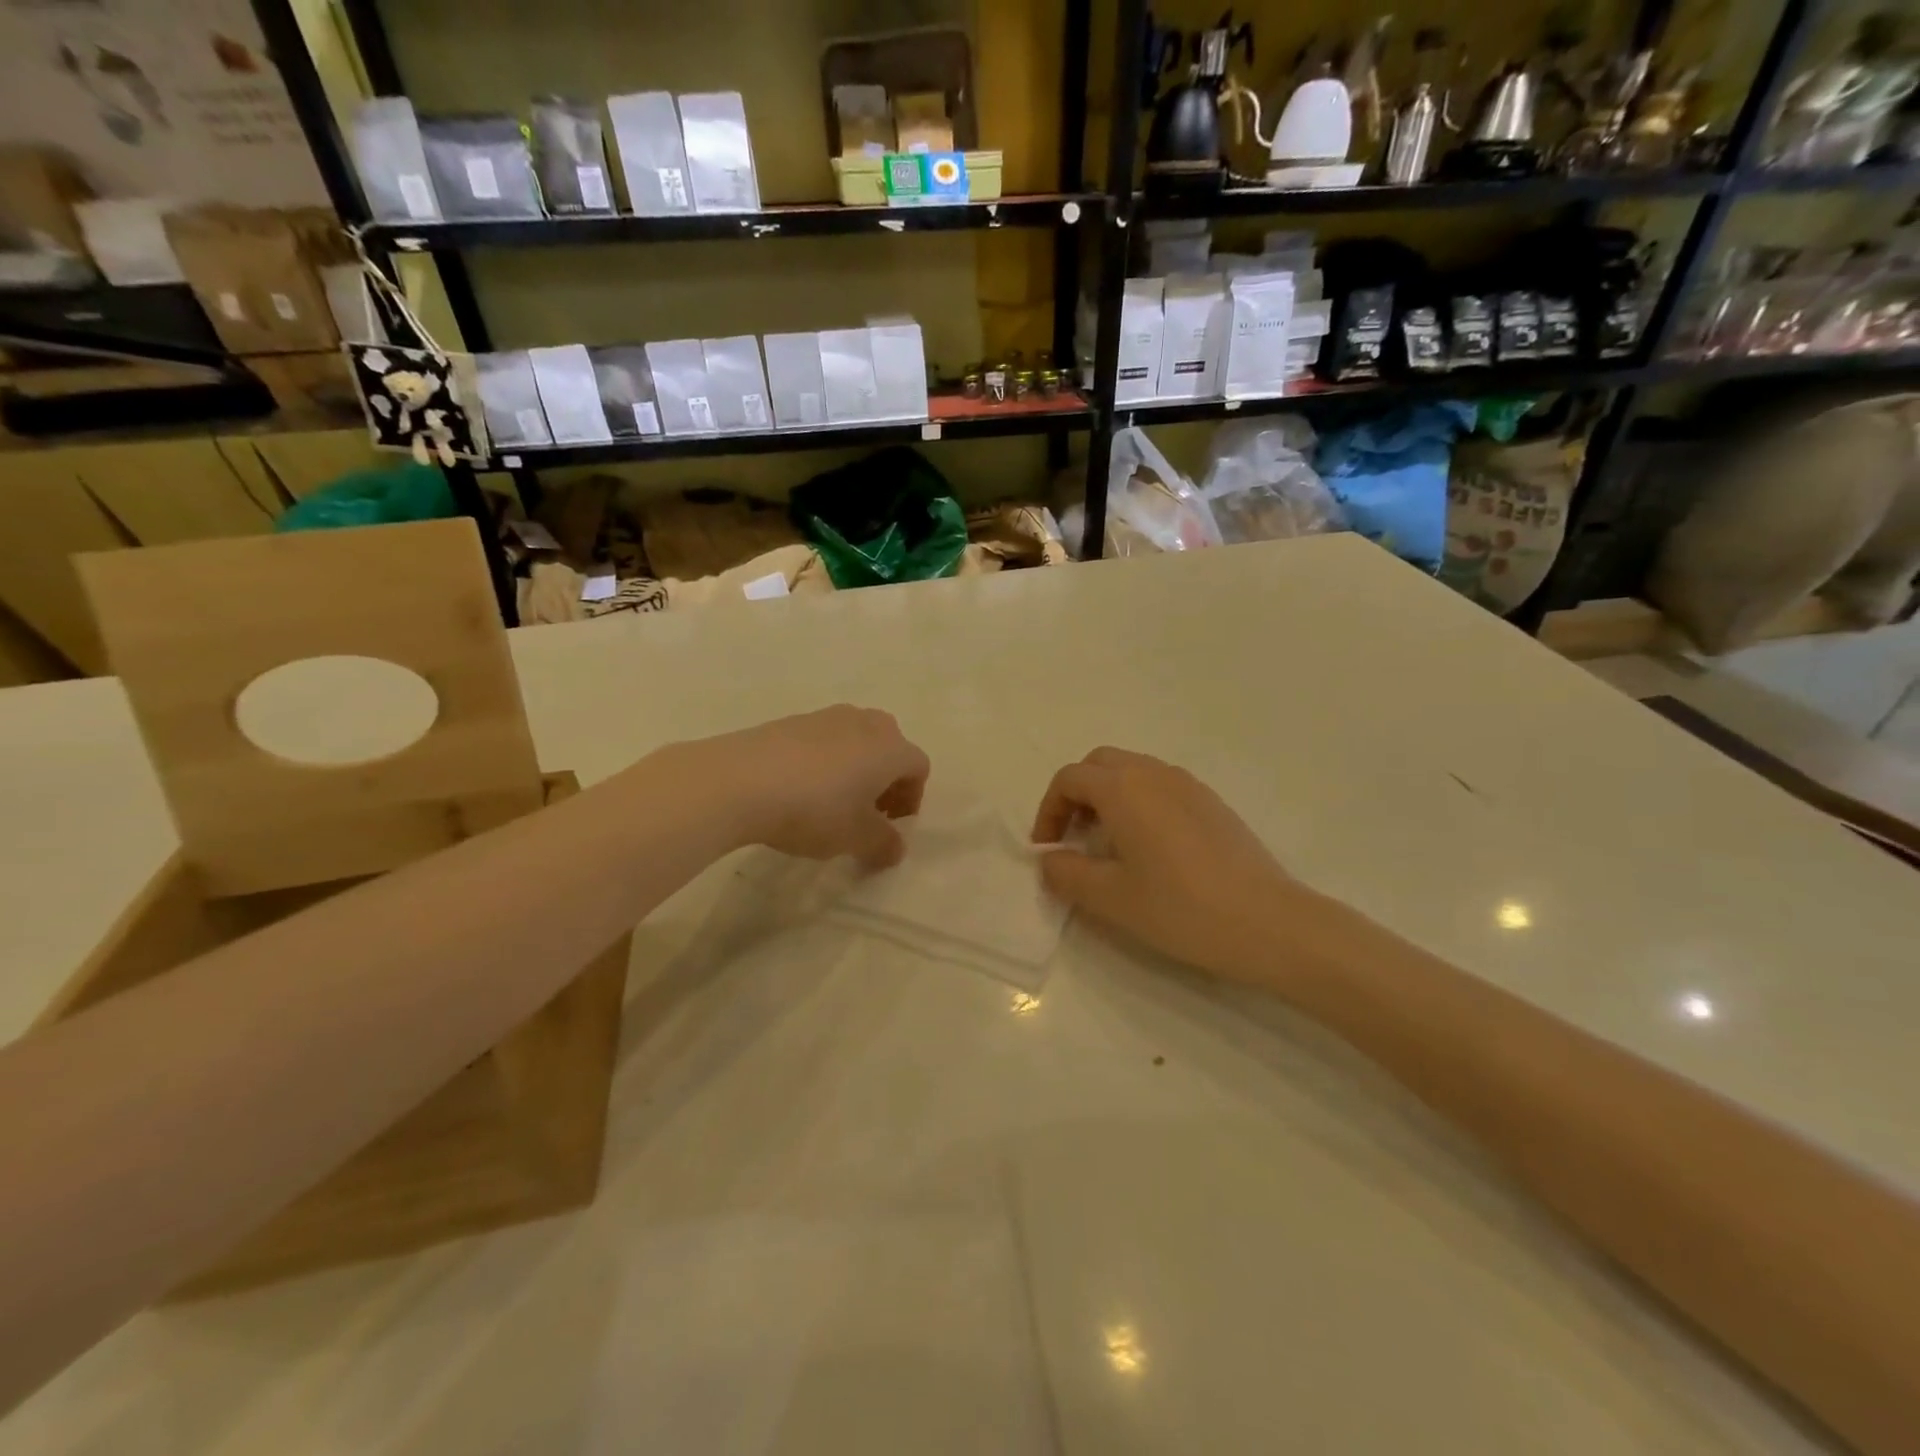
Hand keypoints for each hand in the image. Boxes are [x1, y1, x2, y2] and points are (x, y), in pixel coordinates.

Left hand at [684, 705, 929, 869]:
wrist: (740, 781)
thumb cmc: (814, 809)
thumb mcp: (856, 838)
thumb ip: (884, 844)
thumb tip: (895, 848)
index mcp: (890, 747)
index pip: (918, 767)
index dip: (912, 798)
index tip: (892, 826)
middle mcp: (864, 723)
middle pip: (889, 746)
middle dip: (885, 778)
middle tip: (868, 810)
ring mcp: (825, 716)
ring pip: (855, 740)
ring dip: (854, 768)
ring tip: (832, 801)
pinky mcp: (790, 720)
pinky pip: (822, 740)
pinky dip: (823, 761)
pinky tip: (799, 789)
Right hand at [1031, 747, 1343, 983]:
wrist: (1269, 922)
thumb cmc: (1180, 908)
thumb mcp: (1109, 898)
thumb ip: (1066, 872)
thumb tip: (1050, 858)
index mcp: (1123, 789)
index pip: (1069, 779)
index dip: (1048, 811)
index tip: (1049, 850)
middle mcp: (1154, 773)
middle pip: (1099, 764)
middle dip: (1077, 795)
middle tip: (1075, 838)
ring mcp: (1188, 784)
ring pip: (1132, 771)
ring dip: (1108, 797)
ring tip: (1109, 846)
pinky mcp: (1212, 802)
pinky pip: (1160, 786)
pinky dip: (1139, 803)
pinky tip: (1150, 849)